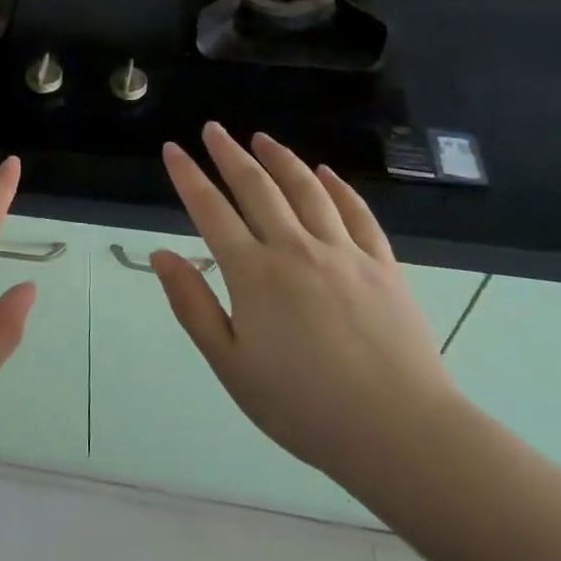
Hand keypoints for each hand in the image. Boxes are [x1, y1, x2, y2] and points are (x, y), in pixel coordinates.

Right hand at [151, 124, 459, 496]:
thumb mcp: (230, 366)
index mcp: (253, 274)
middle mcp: (295, 249)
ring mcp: (343, 252)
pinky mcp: (383, 265)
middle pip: (256, 187)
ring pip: (306, 189)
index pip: (211, 210)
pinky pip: (356, 212)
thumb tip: (161, 255)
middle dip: (229, 153)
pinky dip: (338, 187)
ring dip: (280, 158)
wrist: (399, 432)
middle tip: (213, 129)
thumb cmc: (303, 406)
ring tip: (261, 138)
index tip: (173, 149)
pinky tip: (325, 173)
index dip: (188, 176)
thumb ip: (193, 305)